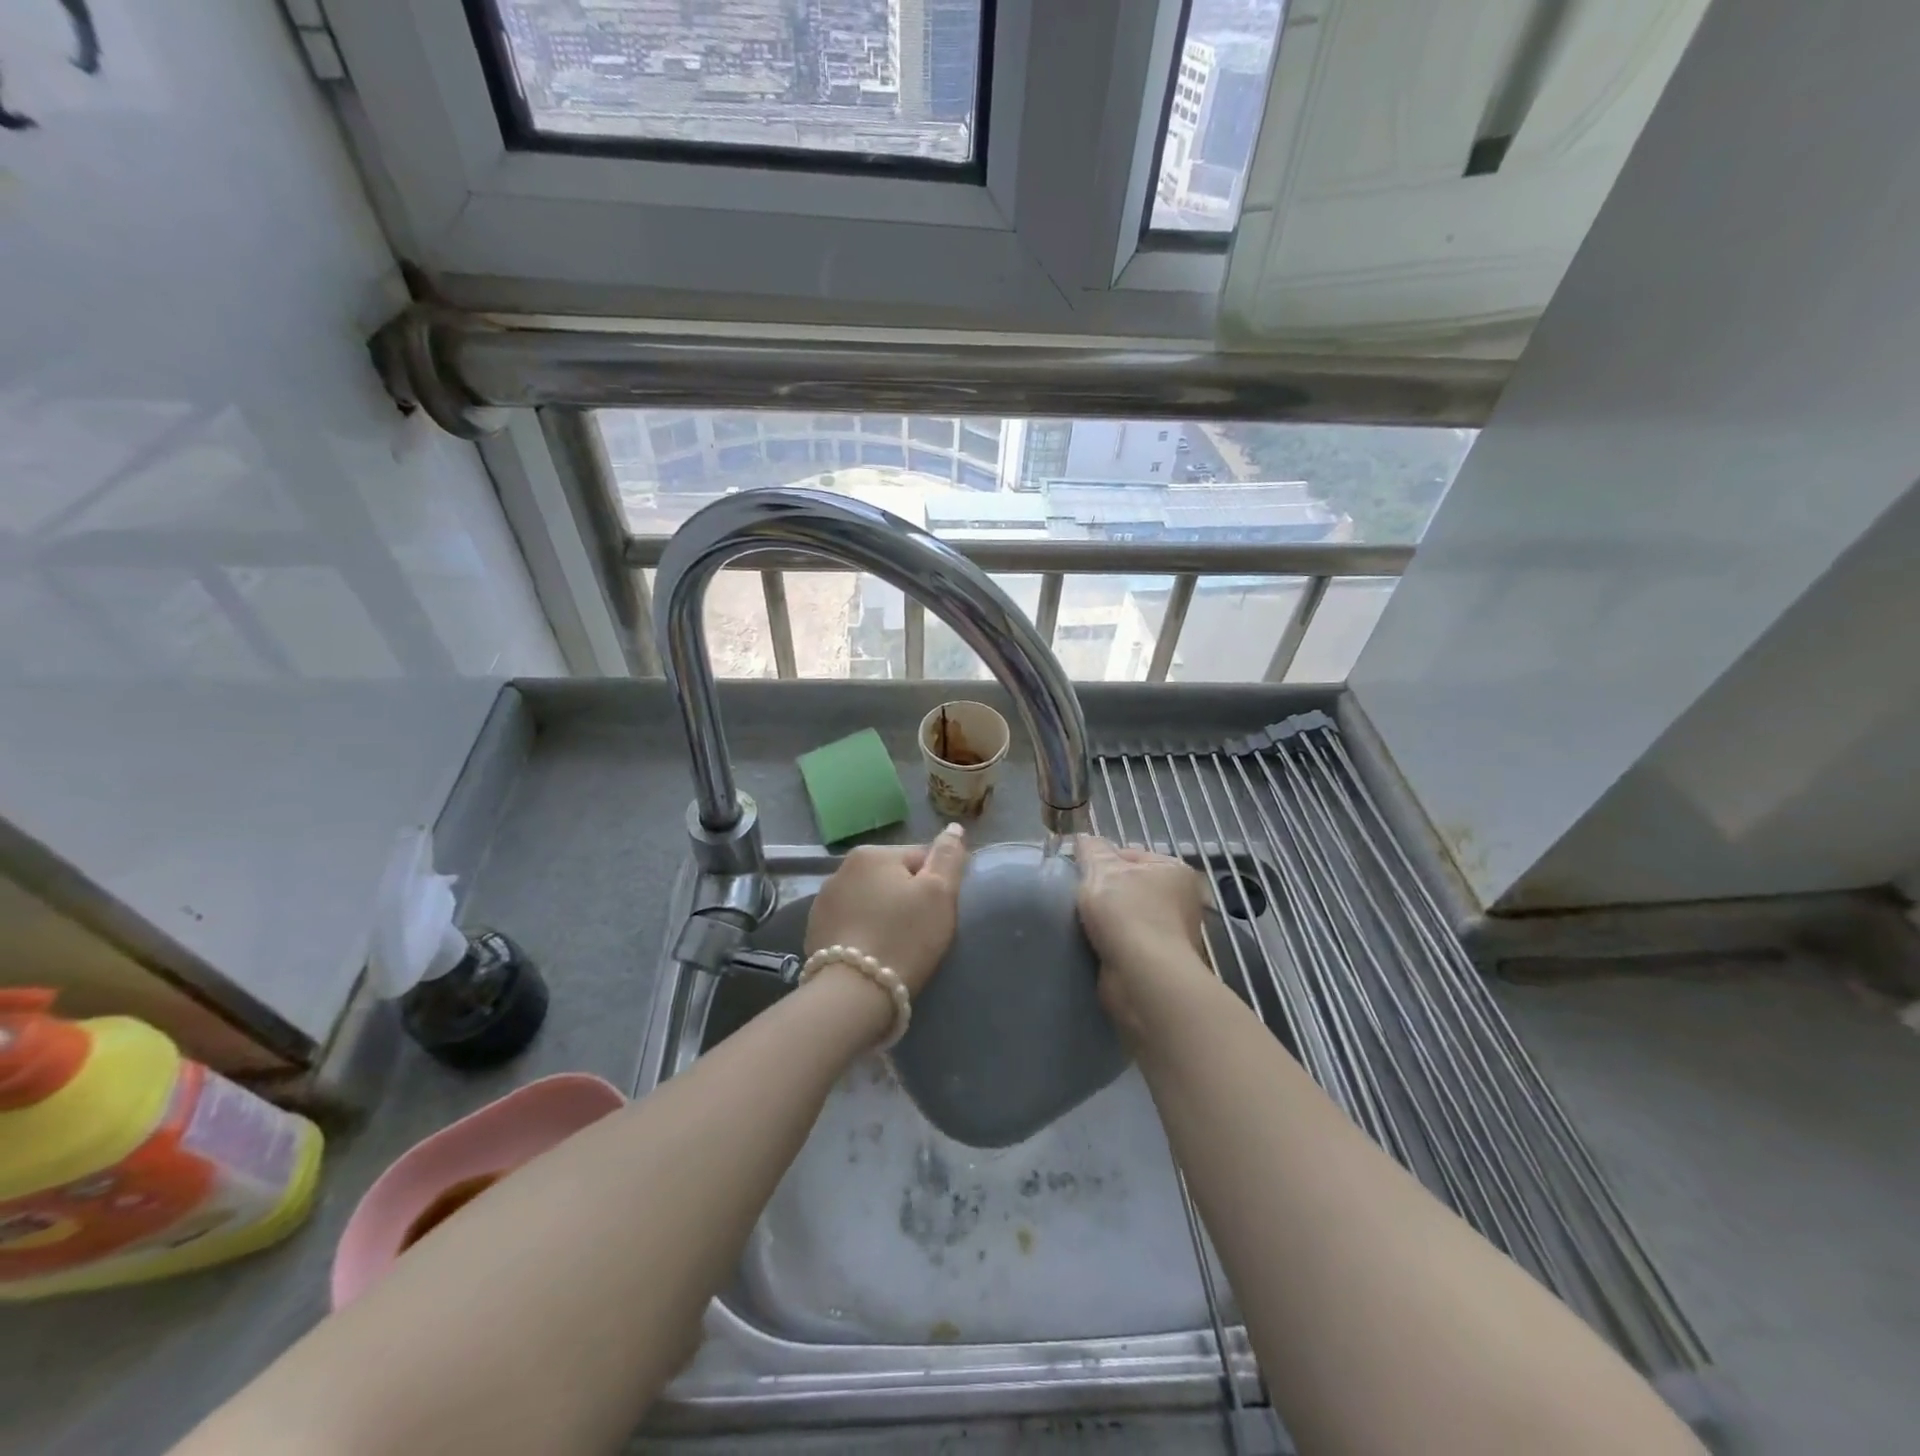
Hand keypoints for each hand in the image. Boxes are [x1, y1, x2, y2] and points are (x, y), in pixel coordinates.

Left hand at [805, 825, 967, 995]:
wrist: (853, 994)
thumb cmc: (903, 938)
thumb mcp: (939, 894)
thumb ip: (949, 856)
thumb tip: (954, 828)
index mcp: (872, 854)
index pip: (920, 858)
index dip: (937, 885)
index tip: (938, 914)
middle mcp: (841, 869)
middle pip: (893, 878)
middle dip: (907, 899)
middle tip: (920, 933)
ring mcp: (823, 901)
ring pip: (870, 901)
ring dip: (883, 915)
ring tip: (895, 947)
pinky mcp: (814, 931)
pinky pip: (851, 924)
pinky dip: (863, 933)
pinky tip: (873, 955)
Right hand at [1074, 835, 1210, 1038]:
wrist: (1143, 977)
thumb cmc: (1127, 913)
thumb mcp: (1102, 870)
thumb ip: (1091, 850)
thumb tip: (1085, 839)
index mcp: (1174, 870)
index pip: (1130, 854)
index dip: (1101, 861)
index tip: (1079, 873)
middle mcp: (1181, 900)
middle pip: (1128, 886)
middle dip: (1103, 892)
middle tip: (1077, 898)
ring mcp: (1172, 934)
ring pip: (1126, 917)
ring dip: (1105, 921)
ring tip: (1081, 924)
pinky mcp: (1159, 963)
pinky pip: (1125, 944)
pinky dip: (1110, 944)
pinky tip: (1092, 945)